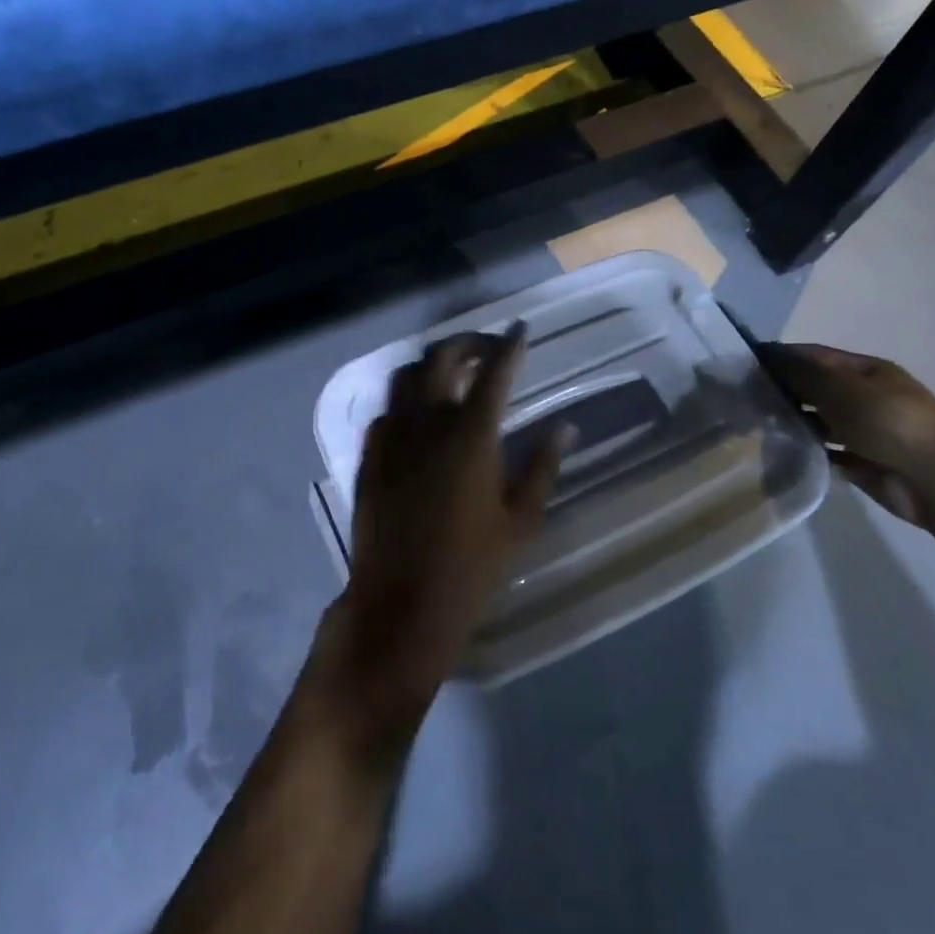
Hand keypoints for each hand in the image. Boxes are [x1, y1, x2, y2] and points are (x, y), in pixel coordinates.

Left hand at [323, 324, 567, 730]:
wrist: (400, 604)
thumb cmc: (471, 567)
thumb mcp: (521, 520)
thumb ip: (542, 466)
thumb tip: (565, 427)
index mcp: (471, 435)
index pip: (494, 372)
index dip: (509, 346)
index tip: (520, 329)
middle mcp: (427, 423)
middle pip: (441, 358)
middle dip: (466, 342)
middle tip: (486, 349)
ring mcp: (391, 437)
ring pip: (406, 375)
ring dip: (431, 364)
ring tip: (451, 373)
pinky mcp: (369, 455)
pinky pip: (386, 410)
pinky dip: (406, 399)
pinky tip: (419, 416)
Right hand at [761, 342, 934, 527]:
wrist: (933, 478)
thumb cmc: (886, 420)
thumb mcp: (839, 388)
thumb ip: (801, 373)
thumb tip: (768, 358)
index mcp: (866, 371)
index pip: (815, 355)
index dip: (781, 356)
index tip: (745, 364)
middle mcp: (865, 396)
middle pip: (816, 387)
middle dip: (784, 389)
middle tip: (743, 396)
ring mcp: (865, 430)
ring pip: (819, 420)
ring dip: (793, 420)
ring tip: (755, 423)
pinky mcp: (862, 461)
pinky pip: (826, 451)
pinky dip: (806, 449)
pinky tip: (779, 449)